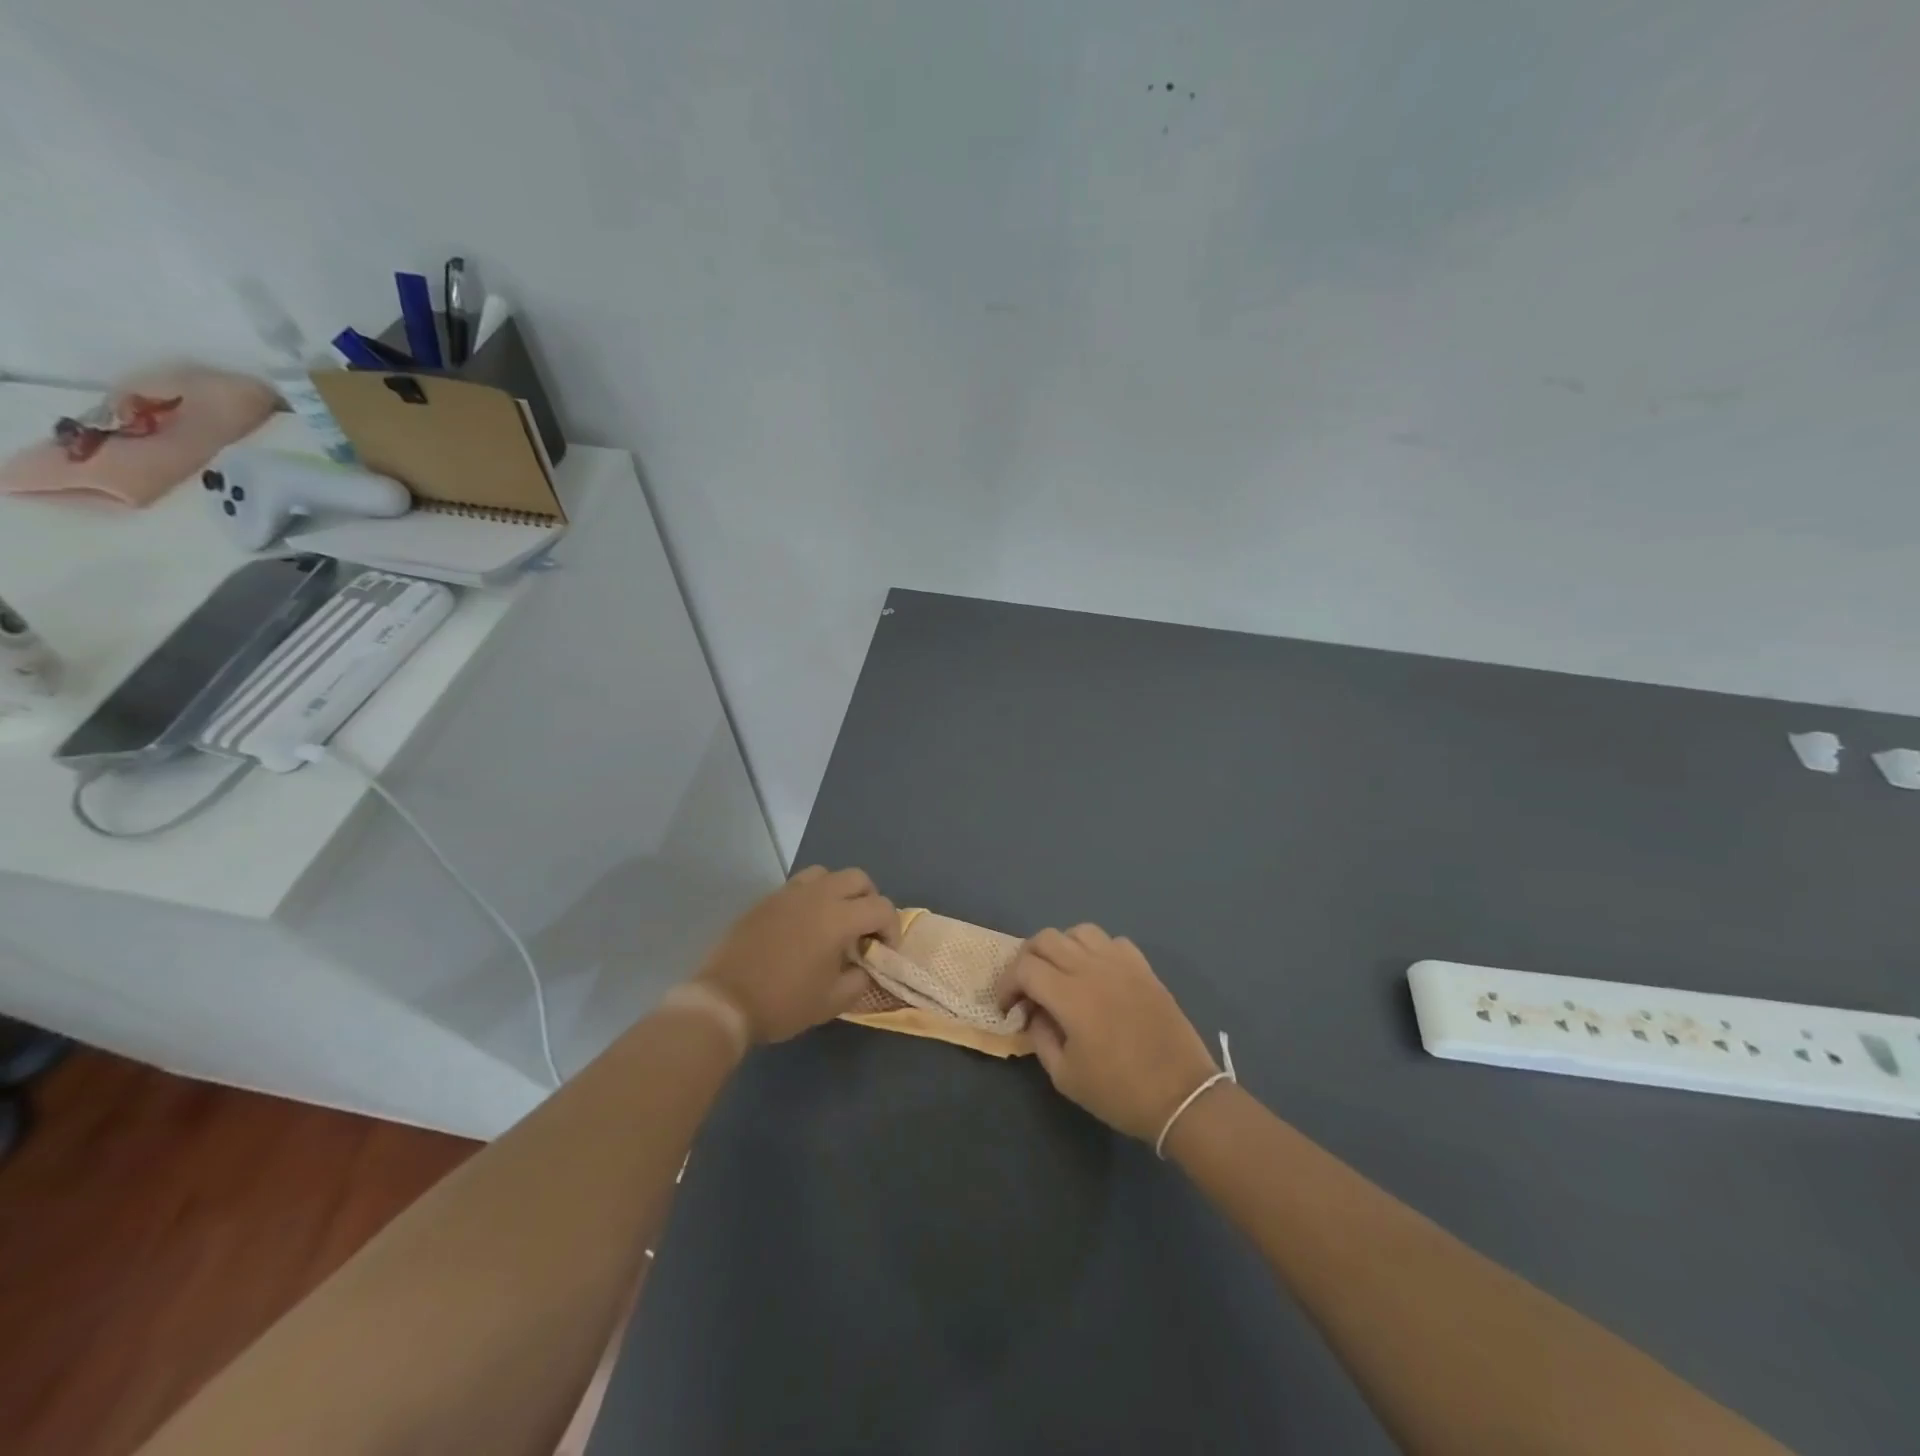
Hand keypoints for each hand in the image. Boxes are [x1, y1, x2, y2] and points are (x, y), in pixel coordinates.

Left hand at [691, 866, 898, 1044]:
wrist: (725, 1001)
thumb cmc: (783, 1003)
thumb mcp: (832, 1001)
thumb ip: (860, 978)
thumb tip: (865, 965)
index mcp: (838, 918)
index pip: (881, 907)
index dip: (892, 928)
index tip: (884, 951)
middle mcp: (817, 895)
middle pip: (858, 878)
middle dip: (870, 901)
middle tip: (865, 931)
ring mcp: (788, 893)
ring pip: (827, 874)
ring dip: (840, 892)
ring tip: (835, 921)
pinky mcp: (767, 900)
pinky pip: (799, 885)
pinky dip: (813, 897)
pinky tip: (805, 926)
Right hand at [999, 925, 1218, 1141]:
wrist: (1182, 1095)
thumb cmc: (1120, 1092)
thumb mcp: (1065, 1077)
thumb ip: (1040, 1037)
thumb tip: (1033, 1012)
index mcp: (1070, 995)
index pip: (1024, 967)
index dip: (1007, 984)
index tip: (1008, 1008)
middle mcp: (1093, 968)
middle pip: (1046, 939)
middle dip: (1027, 959)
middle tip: (1027, 988)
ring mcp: (1121, 963)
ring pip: (1079, 931)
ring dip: (1060, 948)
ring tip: (1060, 975)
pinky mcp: (1143, 967)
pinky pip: (1112, 941)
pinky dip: (1095, 950)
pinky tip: (1096, 974)